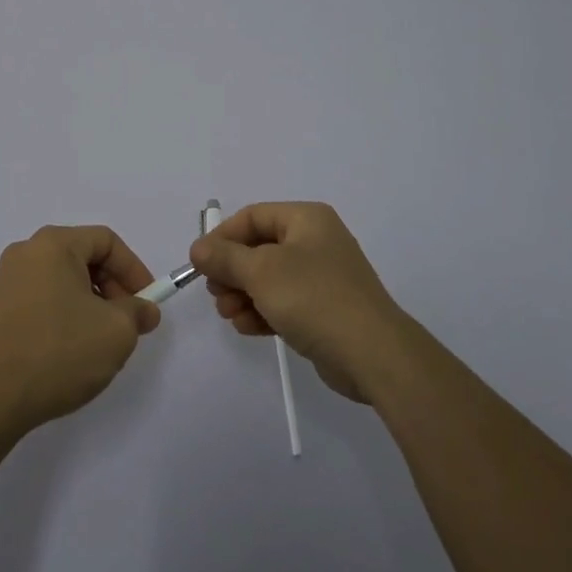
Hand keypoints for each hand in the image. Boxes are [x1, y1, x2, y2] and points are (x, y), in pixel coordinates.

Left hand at [0, 225, 160, 437]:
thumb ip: (137, 312)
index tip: (147, 302)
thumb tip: (144, 310)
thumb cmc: (59, 352)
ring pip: (61, 281)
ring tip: (99, 341)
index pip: (106, 241)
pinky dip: (62, 316)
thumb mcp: (116, 332)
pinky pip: (39, 301)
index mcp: (53, 244)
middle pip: (81, 258)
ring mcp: (4, 283)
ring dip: (88, 304)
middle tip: (127, 322)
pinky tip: (68, 351)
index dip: (133, 269)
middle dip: (111, 288)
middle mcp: (25, 253)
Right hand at [190, 202, 409, 404]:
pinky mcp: (324, 309)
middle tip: (216, 294)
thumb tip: (198, 248)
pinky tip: (248, 328)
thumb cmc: (314, 298)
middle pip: (259, 248)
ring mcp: (322, 277)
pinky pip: (284, 302)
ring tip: (229, 315)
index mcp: (306, 219)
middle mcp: (315, 241)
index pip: (252, 216)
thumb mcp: (261, 272)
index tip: (200, 264)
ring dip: (243, 295)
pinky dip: (263, 311)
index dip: (222, 237)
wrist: (373, 354)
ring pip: (269, 278)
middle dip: (232, 271)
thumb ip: (225, 257)